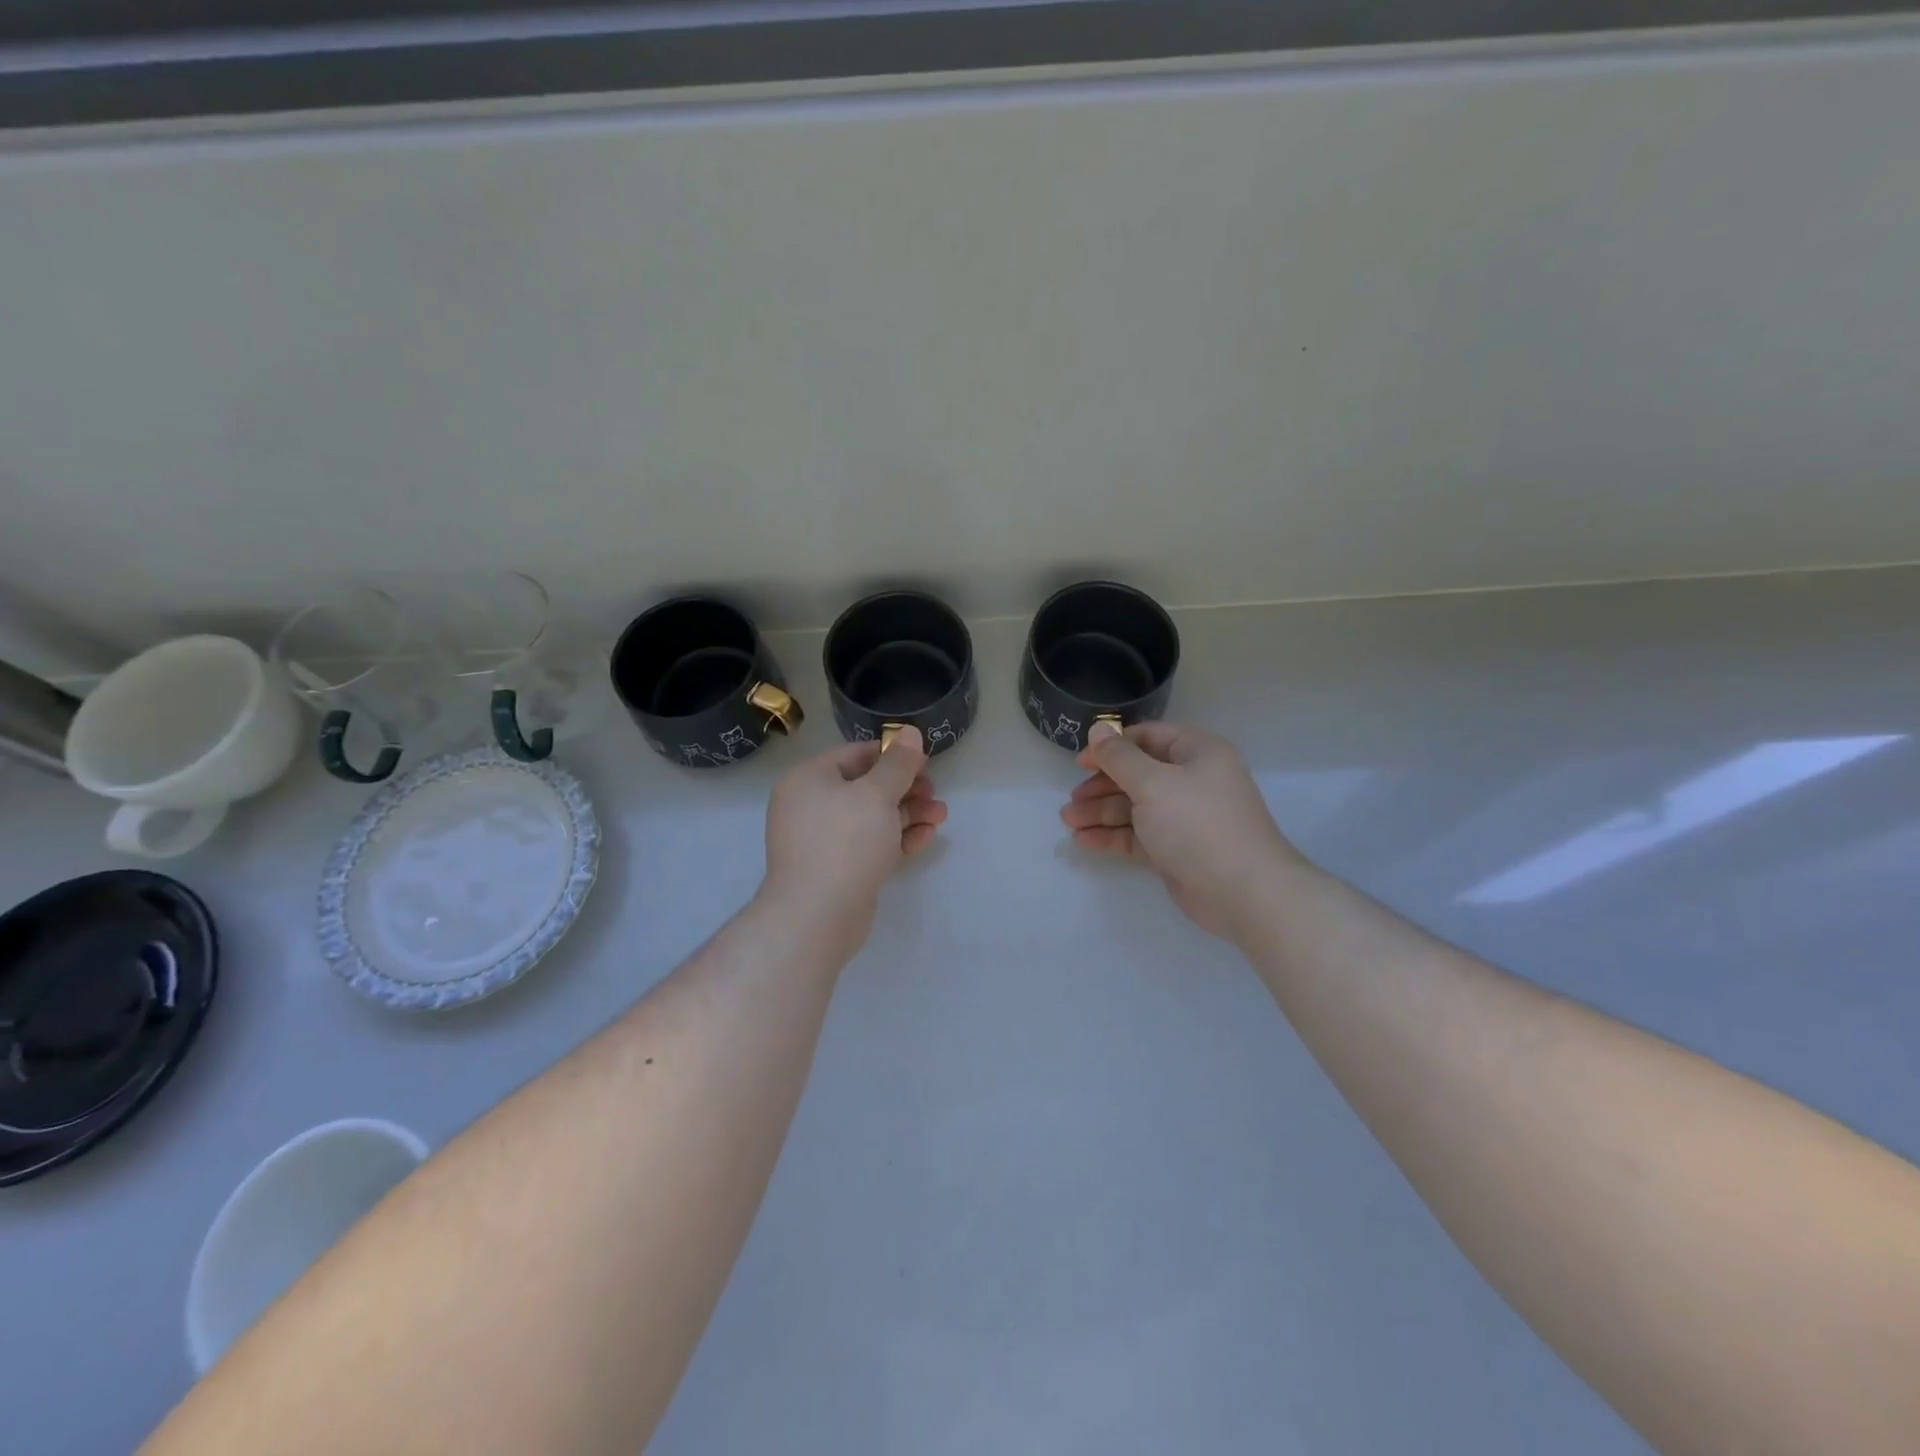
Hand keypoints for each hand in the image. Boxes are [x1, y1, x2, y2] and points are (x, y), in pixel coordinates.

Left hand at [761, 727, 947, 954]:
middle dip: (906, 789)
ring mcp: (822, 839)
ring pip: (871, 817)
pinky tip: (926, 838)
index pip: (856, 755)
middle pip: (865, 787)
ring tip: (941, 816)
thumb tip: (909, 733)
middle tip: (935, 792)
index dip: (893, 755)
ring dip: (907, 814)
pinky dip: (896, 838)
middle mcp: (810, 805)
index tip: (925, 763)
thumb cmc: (845, 842)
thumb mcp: (877, 794)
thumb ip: (897, 763)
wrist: (817, 915)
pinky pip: (869, 844)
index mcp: (809, 779)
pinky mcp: (837, 868)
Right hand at [1061, 721, 1301, 940]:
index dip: (1112, 747)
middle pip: (1138, 774)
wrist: (1243, 892)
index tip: (1080, 762)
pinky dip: (1113, 835)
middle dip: (1102, 785)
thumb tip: (1098, 730)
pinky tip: (1083, 840)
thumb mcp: (1153, 784)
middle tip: (1072, 798)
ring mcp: (1184, 817)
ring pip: (1135, 806)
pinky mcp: (1176, 849)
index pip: (1148, 738)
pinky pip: (1138, 835)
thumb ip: (1120, 757)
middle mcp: (1192, 780)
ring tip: (1068, 820)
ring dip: (1101, 811)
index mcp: (1197, 753)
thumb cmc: (1198, 824)